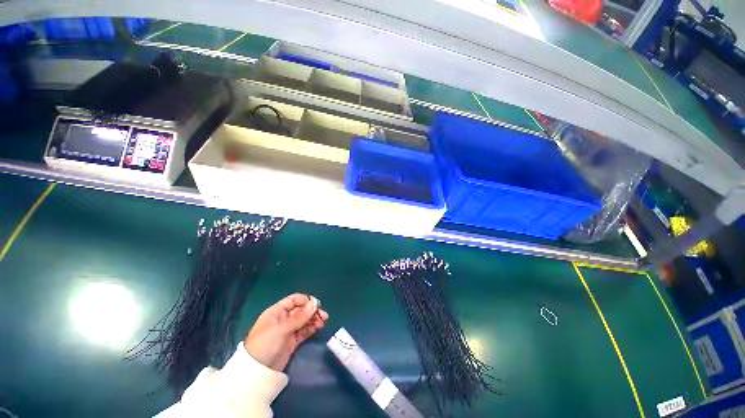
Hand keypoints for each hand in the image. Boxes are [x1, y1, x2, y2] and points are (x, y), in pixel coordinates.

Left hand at [244, 293, 328, 371]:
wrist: (257, 374)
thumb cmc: (265, 345)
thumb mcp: (281, 329)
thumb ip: (299, 317)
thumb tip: (315, 303)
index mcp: (277, 311)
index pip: (294, 300)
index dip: (306, 301)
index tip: (317, 305)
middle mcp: (283, 319)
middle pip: (301, 310)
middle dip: (312, 311)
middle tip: (323, 316)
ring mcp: (288, 330)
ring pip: (304, 320)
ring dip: (313, 319)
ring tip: (322, 323)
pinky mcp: (292, 341)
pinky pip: (304, 331)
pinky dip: (311, 328)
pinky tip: (317, 328)